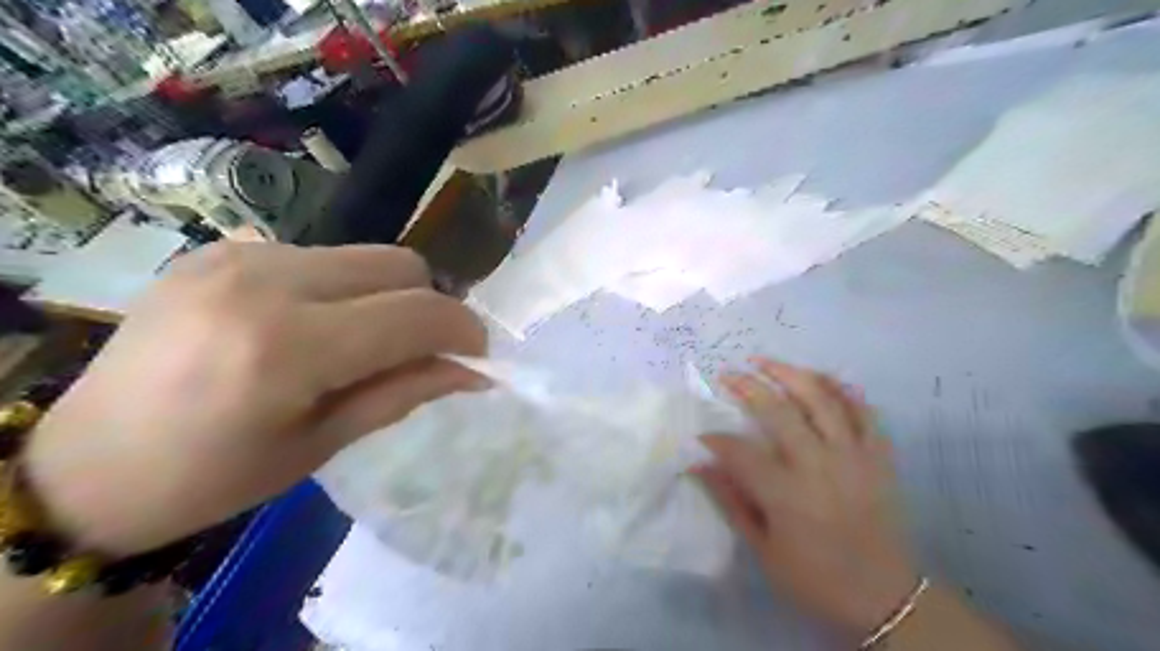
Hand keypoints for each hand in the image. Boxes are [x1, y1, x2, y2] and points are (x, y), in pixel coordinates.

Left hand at [27, 241, 487, 555]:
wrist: (85, 466)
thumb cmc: (215, 477)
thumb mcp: (325, 443)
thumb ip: (407, 391)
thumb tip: (475, 370)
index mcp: (289, 346)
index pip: (418, 313)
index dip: (464, 331)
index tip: (475, 357)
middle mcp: (267, 281)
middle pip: (400, 265)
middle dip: (429, 307)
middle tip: (419, 351)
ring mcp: (240, 254)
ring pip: (366, 256)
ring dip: (387, 297)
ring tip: (361, 341)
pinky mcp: (223, 248)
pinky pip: (321, 257)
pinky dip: (343, 289)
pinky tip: (312, 325)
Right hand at [691, 355, 919, 633]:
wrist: (885, 598)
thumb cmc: (815, 579)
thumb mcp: (763, 550)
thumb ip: (731, 502)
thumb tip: (699, 466)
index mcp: (786, 494)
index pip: (740, 451)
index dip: (716, 439)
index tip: (702, 435)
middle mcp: (819, 465)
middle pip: (778, 411)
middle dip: (747, 386)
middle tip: (728, 374)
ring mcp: (854, 457)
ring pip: (821, 399)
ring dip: (790, 374)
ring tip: (766, 361)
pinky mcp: (879, 457)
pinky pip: (864, 412)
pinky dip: (843, 389)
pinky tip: (821, 377)